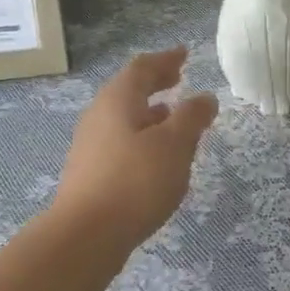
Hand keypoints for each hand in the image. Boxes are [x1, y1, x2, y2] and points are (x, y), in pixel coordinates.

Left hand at [52, 48, 218, 249]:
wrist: (85, 236)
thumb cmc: (135, 181)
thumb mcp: (175, 145)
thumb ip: (192, 117)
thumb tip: (205, 97)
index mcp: (118, 100)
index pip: (143, 68)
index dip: (165, 59)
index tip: (184, 54)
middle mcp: (99, 116)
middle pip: (129, 90)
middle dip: (155, 83)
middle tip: (178, 78)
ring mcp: (91, 145)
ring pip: (125, 118)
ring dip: (150, 112)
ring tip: (173, 116)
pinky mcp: (90, 173)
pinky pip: (121, 141)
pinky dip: (142, 136)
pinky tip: (157, 156)